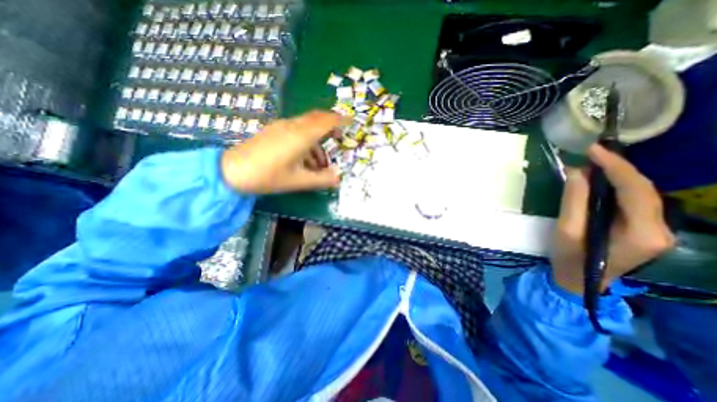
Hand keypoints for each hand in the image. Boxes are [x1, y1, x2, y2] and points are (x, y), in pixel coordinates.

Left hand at [223, 110, 348, 192]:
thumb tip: (339, 178)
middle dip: (331, 125)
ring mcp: (281, 127)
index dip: (341, 120)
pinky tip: (305, 160)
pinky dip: (306, 141)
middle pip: (317, 118)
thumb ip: (322, 179)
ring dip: (317, 140)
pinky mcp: (274, 131)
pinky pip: (296, 131)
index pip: (326, 121)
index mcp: (301, 136)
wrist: (232, 171)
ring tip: (321, 164)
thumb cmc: (268, 176)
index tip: (351, 121)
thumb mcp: (299, 181)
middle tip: (339, 137)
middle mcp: (293, 126)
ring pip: (306, 126)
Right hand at [551, 144, 675, 294]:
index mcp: (642, 233)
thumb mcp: (566, 230)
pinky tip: (600, 181)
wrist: (579, 281)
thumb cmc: (569, 258)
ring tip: (593, 164)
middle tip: (590, 154)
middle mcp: (660, 230)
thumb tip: (577, 172)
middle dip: (618, 168)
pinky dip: (617, 187)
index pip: (635, 190)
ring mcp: (656, 231)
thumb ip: (573, 201)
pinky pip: (634, 201)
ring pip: (642, 194)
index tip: (593, 150)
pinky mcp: (645, 230)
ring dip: (618, 176)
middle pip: (644, 190)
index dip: (615, 166)